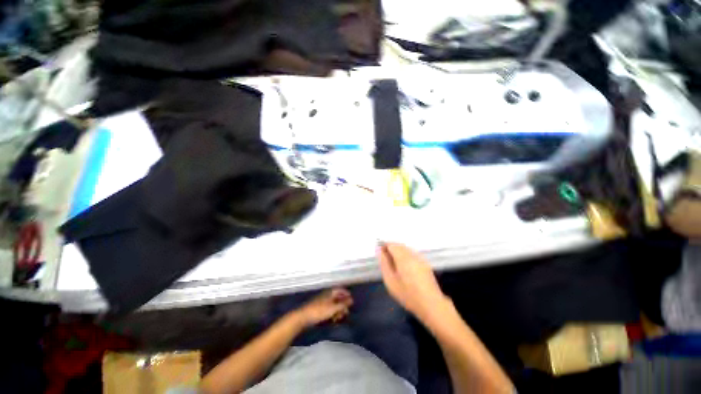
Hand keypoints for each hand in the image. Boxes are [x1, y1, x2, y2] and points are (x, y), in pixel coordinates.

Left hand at [295, 288, 353, 327]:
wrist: (303, 317)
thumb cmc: (319, 311)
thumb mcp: (333, 308)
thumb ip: (343, 304)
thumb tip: (352, 300)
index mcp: (330, 292)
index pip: (340, 290)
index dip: (346, 294)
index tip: (352, 301)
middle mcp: (327, 295)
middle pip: (338, 298)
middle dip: (343, 305)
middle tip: (346, 313)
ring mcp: (323, 302)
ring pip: (334, 304)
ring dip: (338, 310)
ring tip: (339, 318)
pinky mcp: (319, 309)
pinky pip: (329, 309)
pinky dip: (333, 313)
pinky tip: (333, 320)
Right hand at [377, 243, 450, 322]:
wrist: (431, 304)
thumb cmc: (408, 294)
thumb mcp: (391, 281)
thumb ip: (384, 264)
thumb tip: (380, 251)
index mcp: (403, 257)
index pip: (392, 244)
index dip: (384, 246)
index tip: (380, 253)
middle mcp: (412, 254)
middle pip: (399, 245)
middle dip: (391, 248)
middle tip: (385, 258)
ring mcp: (420, 258)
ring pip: (406, 249)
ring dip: (398, 251)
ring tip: (393, 263)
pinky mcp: (425, 263)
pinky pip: (412, 253)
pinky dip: (405, 255)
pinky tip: (404, 266)